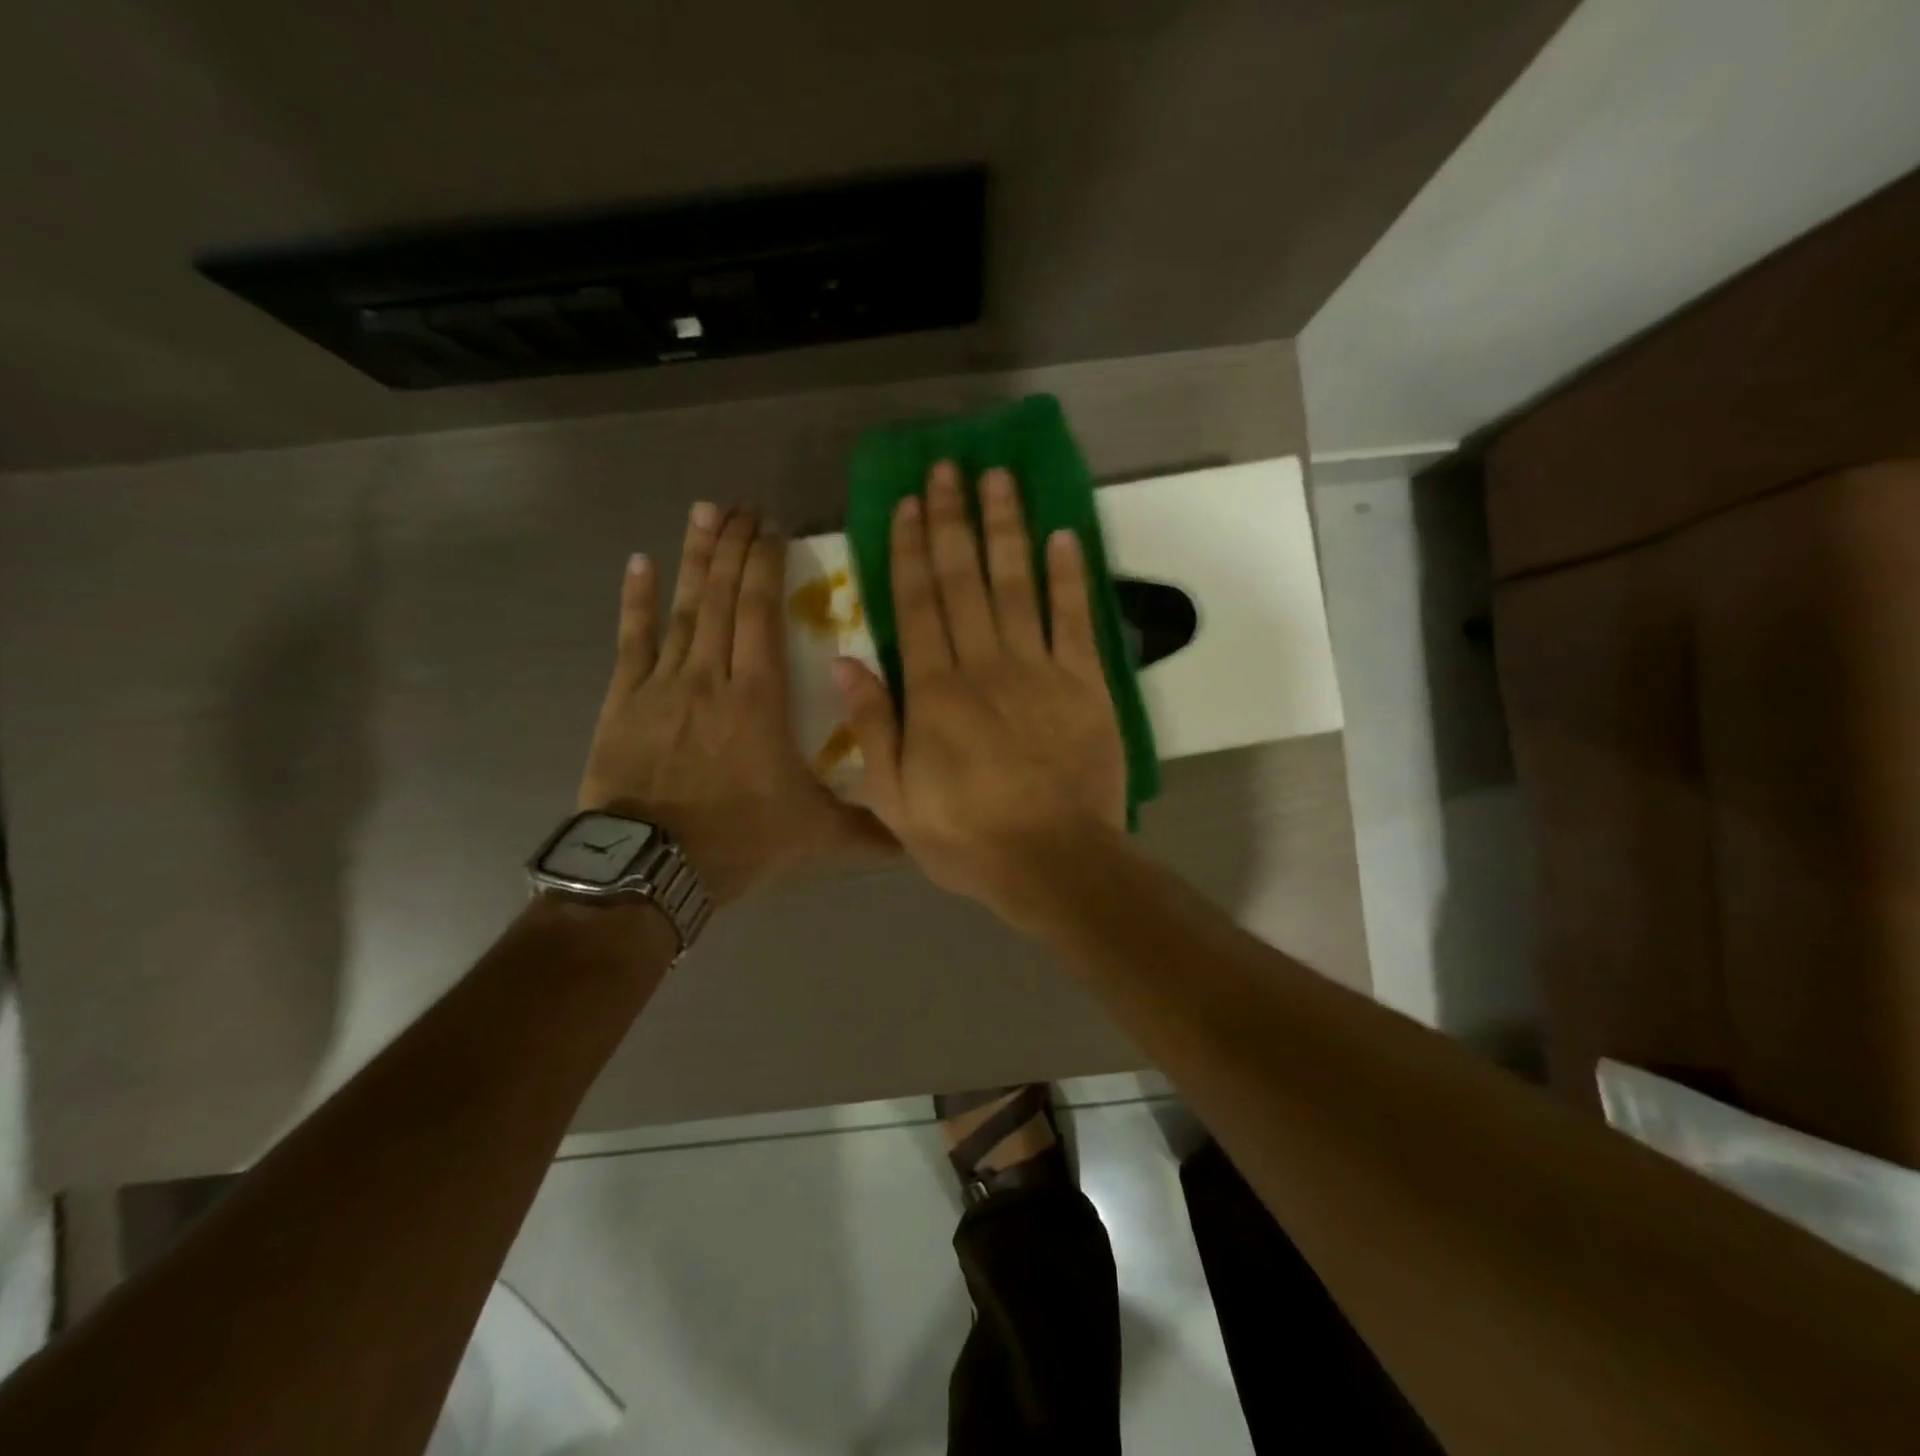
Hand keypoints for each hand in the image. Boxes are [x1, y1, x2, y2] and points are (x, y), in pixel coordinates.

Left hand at [580, 502, 889, 906]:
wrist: (650, 869)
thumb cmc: (738, 841)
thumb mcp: (814, 836)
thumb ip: (867, 830)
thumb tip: (916, 836)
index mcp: (759, 698)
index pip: (761, 613)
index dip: (765, 565)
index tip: (773, 528)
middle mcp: (712, 676)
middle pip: (723, 597)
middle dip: (733, 546)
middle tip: (742, 504)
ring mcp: (663, 685)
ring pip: (683, 608)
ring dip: (694, 558)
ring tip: (704, 511)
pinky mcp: (625, 701)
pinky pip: (631, 641)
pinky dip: (635, 600)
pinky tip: (639, 562)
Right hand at [834, 463, 1126, 928]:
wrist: (1055, 863)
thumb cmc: (968, 838)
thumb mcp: (895, 798)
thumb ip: (872, 726)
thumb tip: (842, 662)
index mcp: (934, 692)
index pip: (917, 604)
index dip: (910, 549)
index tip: (909, 503)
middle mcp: (984, 665)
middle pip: (964, 579)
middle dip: (954, 520)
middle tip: (950, 468)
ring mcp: (1039, 670)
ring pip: (1017, 584)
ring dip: (1007, 528)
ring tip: (1000, 478)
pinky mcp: (1085, 684)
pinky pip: (1075, 620)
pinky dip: (1070, 576)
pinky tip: (1063, 535)